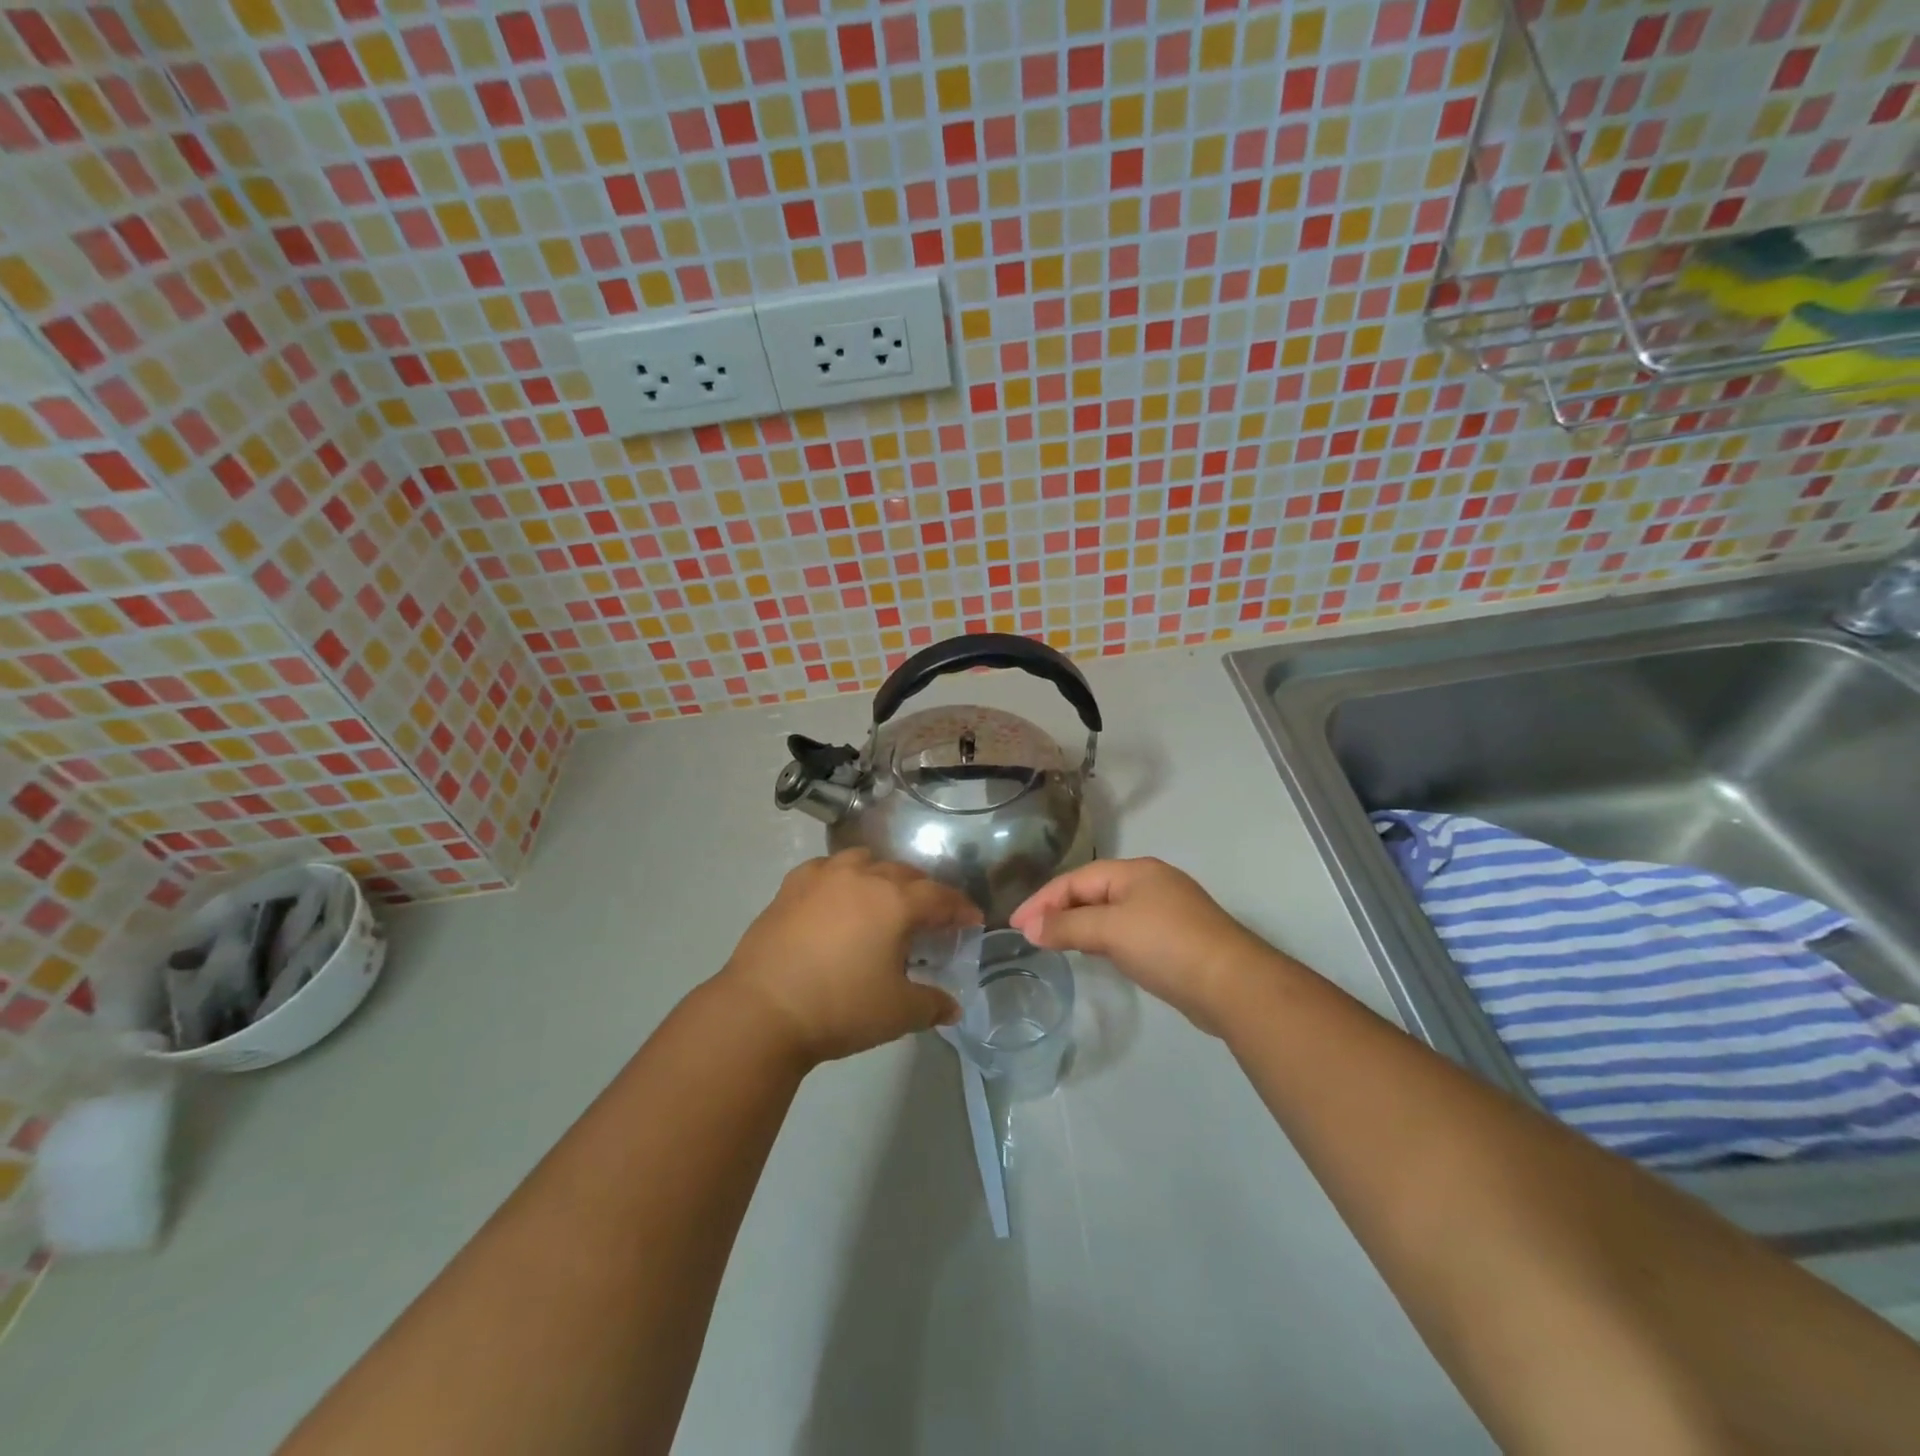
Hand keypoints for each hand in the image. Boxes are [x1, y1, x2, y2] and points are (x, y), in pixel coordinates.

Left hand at [718, 849, 980, 1064]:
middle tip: (930, 916)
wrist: (762, 1009)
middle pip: (905, 874)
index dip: (960, 908)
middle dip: (924, 892)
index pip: (940, 897)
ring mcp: (824, 876)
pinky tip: (838, 897)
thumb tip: (953, 1007)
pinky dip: (843, 878)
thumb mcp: (897, 1013)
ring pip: (865, 861)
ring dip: (883, 876)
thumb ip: (932, 1005)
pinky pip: (827, 868)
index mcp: (895, 901)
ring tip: (884, 899)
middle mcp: (863, 877)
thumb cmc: (840, 1008)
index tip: (972, 919)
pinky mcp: (792, 886)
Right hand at [1010, 858, 1275, 1034]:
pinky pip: (1127, 930)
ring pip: (1110, 912)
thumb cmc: (1166, 946)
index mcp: (1135, 871)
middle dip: (1059, 910)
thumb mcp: (1110, 931)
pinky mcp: (1176, 939)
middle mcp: (1150, 883)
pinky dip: (1103, 938)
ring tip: (1054, 942)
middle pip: (1092, 891)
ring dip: (1080, 924)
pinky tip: (1096, 953)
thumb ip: (1067, 926)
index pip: (1076, 879)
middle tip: (1030, 934)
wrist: (1232, 984)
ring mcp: (1166, 910)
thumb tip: (1029, 927)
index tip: (1015, 925)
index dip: (1042, 900)